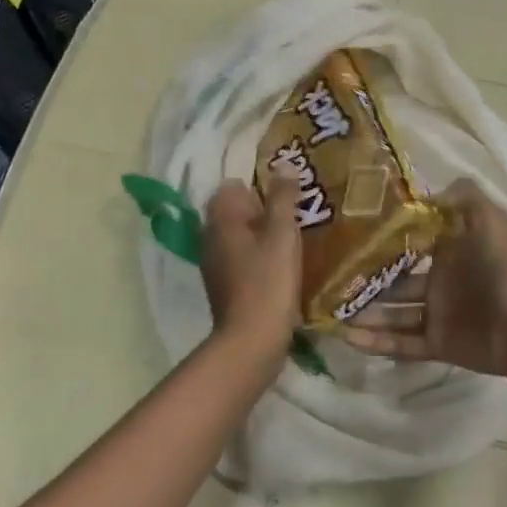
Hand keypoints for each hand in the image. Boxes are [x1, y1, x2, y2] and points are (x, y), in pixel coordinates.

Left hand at [200, 170, 301, 363]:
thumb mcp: (282, 234)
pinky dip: (258, 258)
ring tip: (294, 244)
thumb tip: (284, 165)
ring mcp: (214, 263)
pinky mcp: (223, 286)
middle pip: (236, 211)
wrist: (252, 340)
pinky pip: (241, 259)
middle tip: (296, 220)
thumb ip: (283, 197)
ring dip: (263, 236)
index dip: (260, 188)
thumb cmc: (268, 281)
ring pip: (239, 236)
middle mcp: (210, 237)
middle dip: (264, 212)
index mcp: (220, 219)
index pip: (233, 186)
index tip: (286, 200)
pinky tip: (282, 269)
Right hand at [339, 180, 506, 376]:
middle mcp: (440, 282)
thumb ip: (461, 197)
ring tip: (330, 309)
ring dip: (365, 313)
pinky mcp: (437, 344)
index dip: (384, 241)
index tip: (349, 236)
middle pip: (395, 282)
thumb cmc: (500, 267)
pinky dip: (376, 342)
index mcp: (450, 252)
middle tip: (330, 278)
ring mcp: (437, 315)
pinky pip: (401, 343)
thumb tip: (425, 192)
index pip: (410, 244)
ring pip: (392, 314)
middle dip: (366, 281)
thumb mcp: (486, 219)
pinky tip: (346, 336)